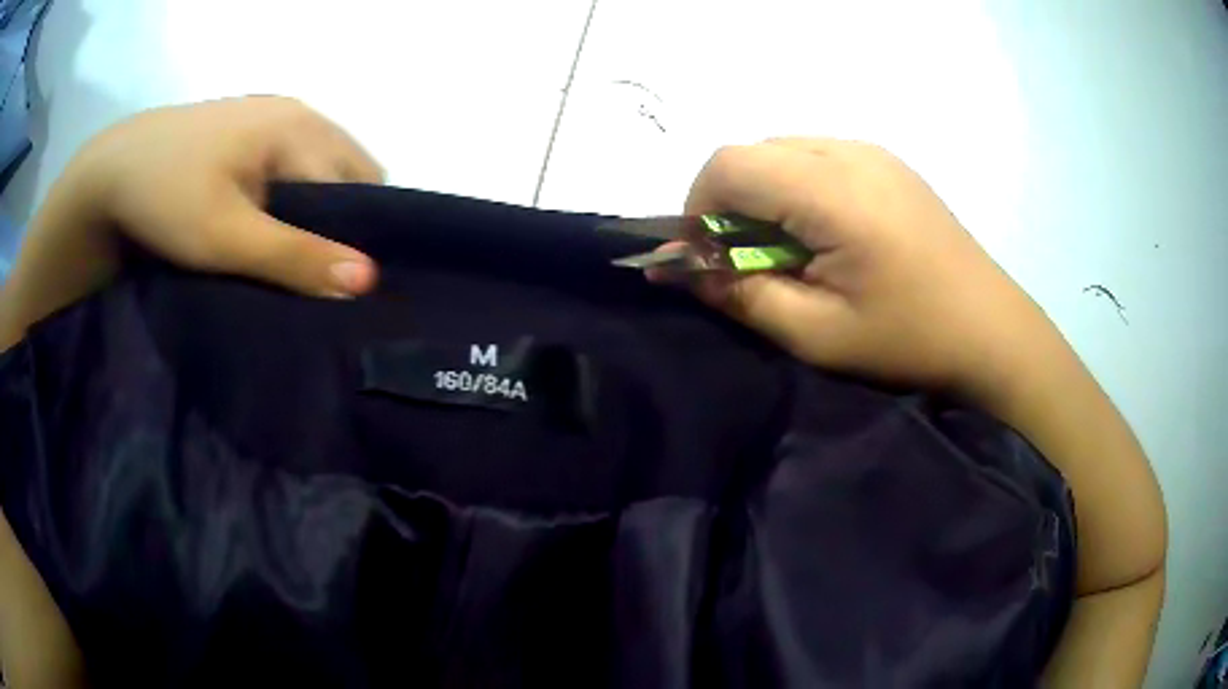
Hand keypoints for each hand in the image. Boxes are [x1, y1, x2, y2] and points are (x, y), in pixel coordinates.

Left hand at [0, 96, 382, 348]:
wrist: (111, 170)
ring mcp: (271, 114)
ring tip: (287, 251)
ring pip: (318, 167)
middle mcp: (297, 111)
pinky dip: (290, 194)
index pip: (364, 184)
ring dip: (314, 209)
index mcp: (301, 127)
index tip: (341, 284)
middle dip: (341, 221)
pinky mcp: (248, 127)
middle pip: (347, 171)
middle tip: (311, 271)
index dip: (361, 235)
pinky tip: (263, 221)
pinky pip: (291, 161)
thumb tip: (370, 280)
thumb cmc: (166, 198)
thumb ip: (295, 256)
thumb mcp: (226, 237)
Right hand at [676, 138, 1165, 686]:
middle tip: (749, 263)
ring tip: (791, 252)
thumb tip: (679, 267)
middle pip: (752, 152)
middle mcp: (847, 151)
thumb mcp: (817, 334)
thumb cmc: (910, 340)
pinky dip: (798, 189)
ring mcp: (873, 152)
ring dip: (765, 195)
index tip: (708, 260)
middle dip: (730, 203)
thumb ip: (740, 295)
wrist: (993, 332)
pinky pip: (817, 157)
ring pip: (783, 150)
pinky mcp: (889, 163)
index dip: (698, 208)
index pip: (728, 164)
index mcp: (831, 190)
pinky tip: (827, 235)